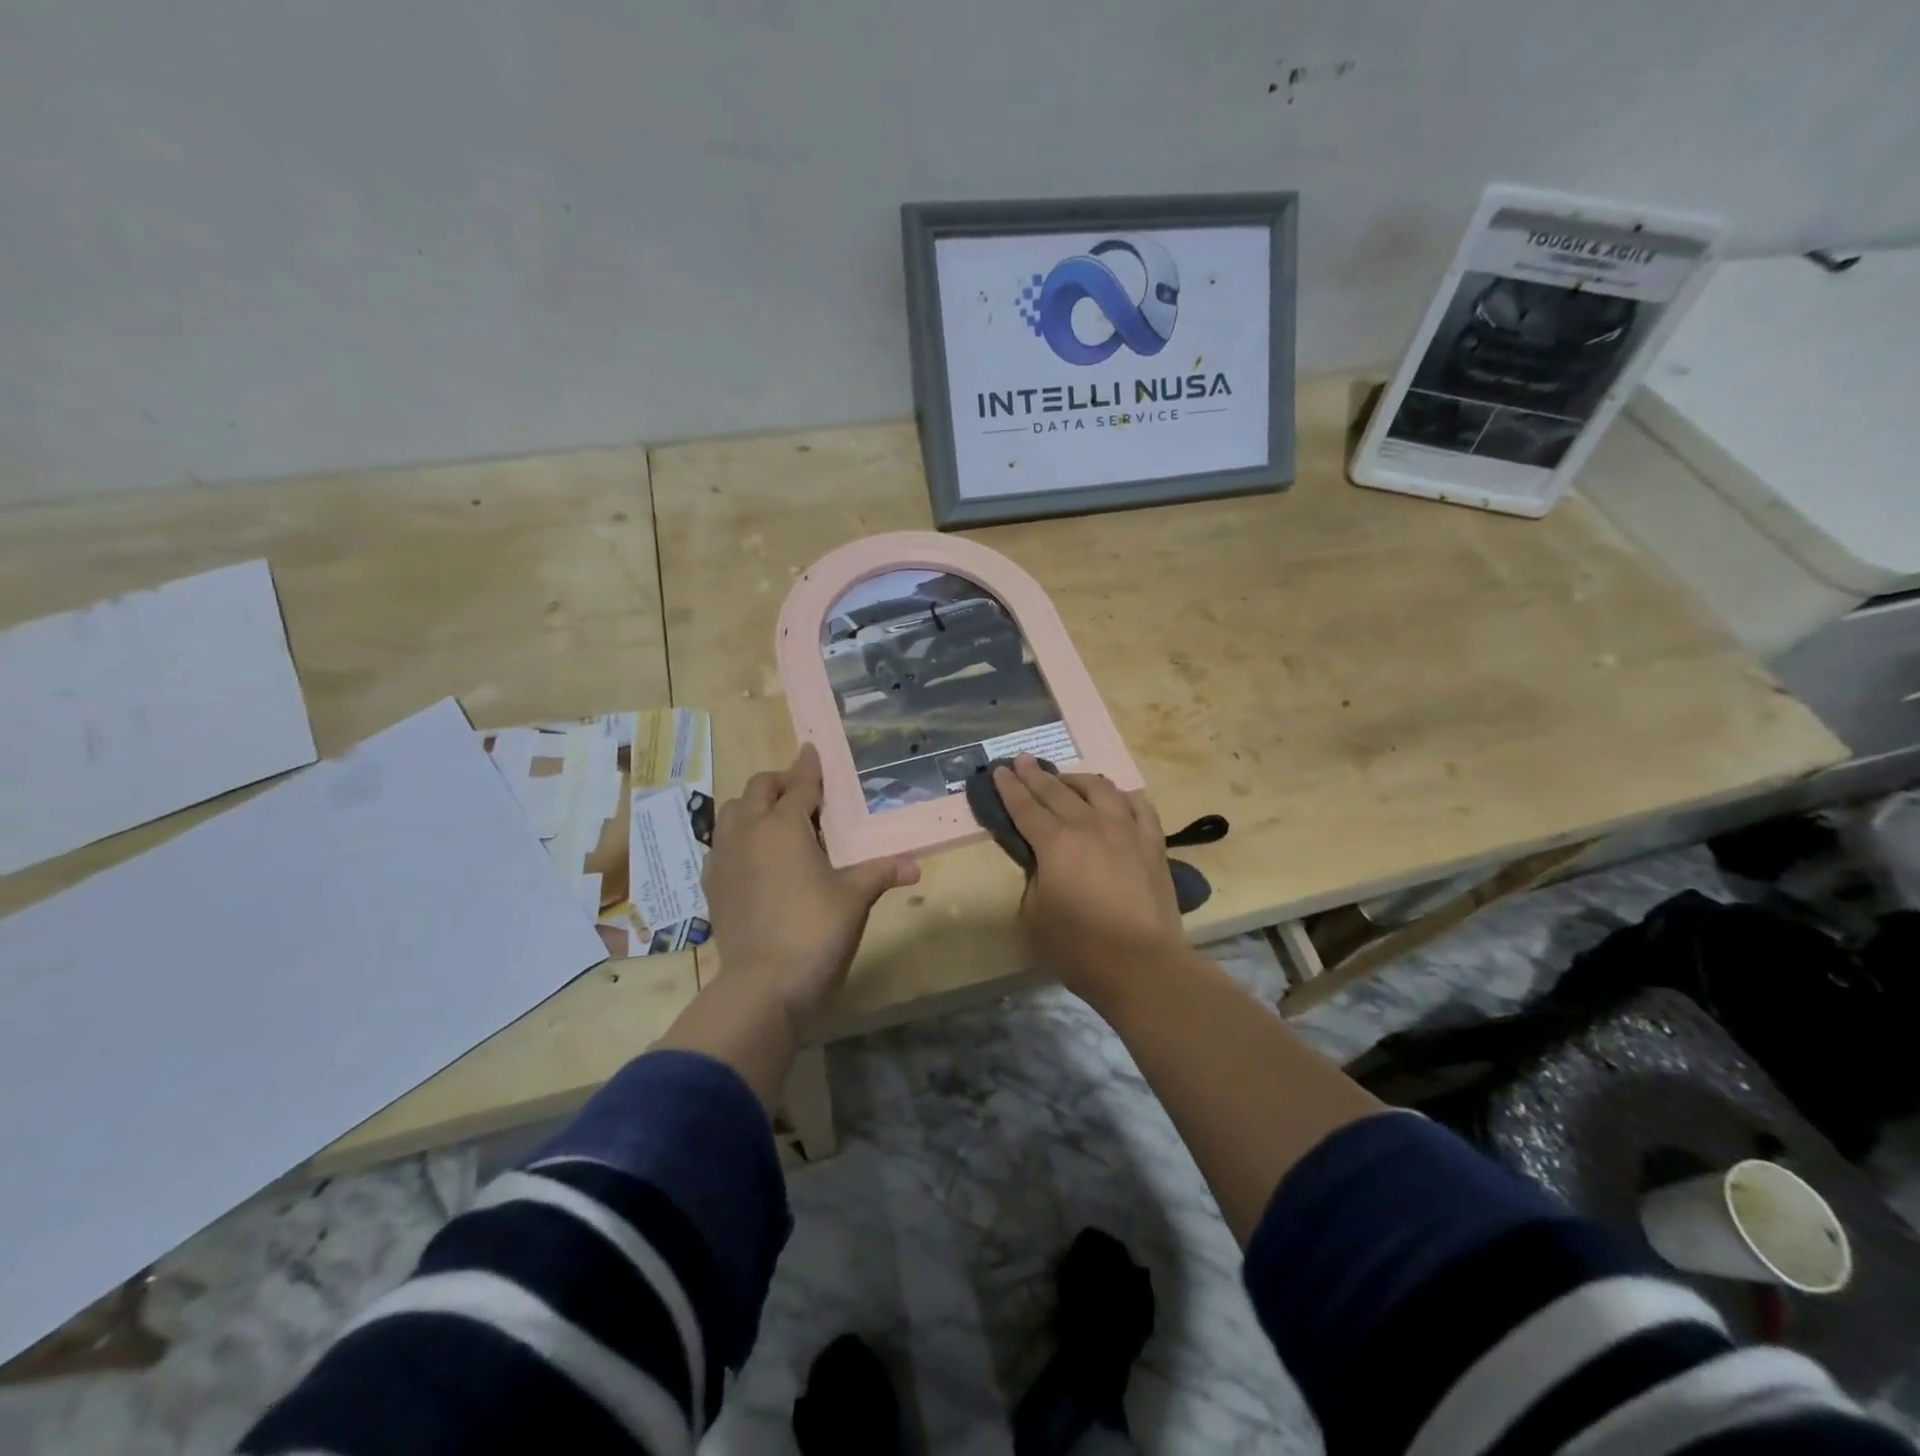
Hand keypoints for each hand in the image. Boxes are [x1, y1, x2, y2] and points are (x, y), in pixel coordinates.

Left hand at [702, 743, 919, 1033]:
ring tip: (775, 820)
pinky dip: (737, 837)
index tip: (811, 750)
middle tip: (801, 791)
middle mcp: (749, 831)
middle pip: (759, 789)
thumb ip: (880, 872)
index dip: (809, 767)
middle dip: (779, 782)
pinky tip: (753, 856)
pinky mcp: (712, 884)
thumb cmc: (815, 930)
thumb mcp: (854, 898)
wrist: (763, 984)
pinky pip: (721, 844)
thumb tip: (915, 866)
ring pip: (731, 812)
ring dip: (753, 806)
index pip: (800, 785)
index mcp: (784, 825)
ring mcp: (725, 858)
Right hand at [992, 756, 1185, 1004]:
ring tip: (1066, 779)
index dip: (1009, 787)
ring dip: (1077, 779)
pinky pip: (1138, 806)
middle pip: (1057, 790)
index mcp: (1055, 843)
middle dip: (1035, 774)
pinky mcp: (1153, 843)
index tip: (1000, 769)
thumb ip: (1034, 879)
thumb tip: (1043, 864)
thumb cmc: (1080, 947)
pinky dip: (1121, 796)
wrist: (1142, 964)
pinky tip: (1115, 798)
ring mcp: (1126, 830)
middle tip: (1023, 761)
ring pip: (1099, 789)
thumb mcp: (1035, 915)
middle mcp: (1089, 825)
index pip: (1025, 807)